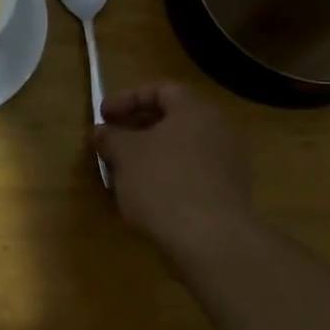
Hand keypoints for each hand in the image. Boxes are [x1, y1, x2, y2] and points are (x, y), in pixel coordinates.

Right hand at [95, 81, 254, 257]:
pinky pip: (191, 172)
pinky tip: (145, 194)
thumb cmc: (163, 183)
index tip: (102, 116)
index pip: (160, 90)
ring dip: (150, 154)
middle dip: (137, 128)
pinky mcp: (228, 192)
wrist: (210, 240)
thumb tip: (101, 131)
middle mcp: (218, 129)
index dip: (126, 99)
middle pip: (172, 118)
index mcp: (196, 109)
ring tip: (122, 171)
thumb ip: (110, 137)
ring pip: (181, 147)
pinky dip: (166, 175)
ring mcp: (228, 162)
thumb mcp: (125, 155)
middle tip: (111, 142)